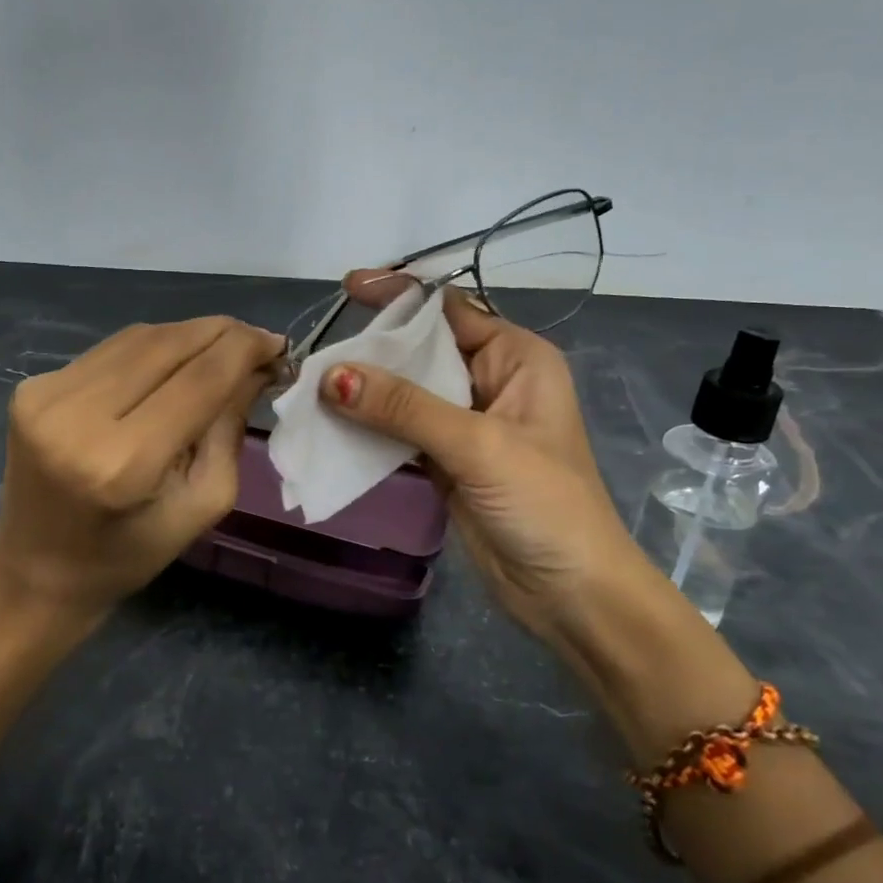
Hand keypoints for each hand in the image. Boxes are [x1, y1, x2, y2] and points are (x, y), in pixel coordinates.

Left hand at [0, 316, 281, 634]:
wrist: (36, 570)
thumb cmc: (128, 554)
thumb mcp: (201, 505)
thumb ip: (229, 431)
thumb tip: (255, 367)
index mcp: (123, 463)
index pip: (198, 380)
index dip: (244, 350)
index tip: (278, 344)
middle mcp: (77, 417)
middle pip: (168, 345)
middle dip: (222, 334)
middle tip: (257, 341)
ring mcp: (47, 395)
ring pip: (139, 338)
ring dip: (188, 335)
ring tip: (221, 348)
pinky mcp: (32, 386)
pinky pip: (110, 350)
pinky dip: (151, 348)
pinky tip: (173, 361)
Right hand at [325, 272, 655, 645]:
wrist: (571, 594)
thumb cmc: (544, 505)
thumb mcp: (477, 445)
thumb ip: (404, 407)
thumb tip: (332, 375)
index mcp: (517, 357)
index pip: (450, 310)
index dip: (399, 297)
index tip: (347, 288)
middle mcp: (491, 381)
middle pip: (422, 349)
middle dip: (373, 348)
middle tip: (317, 350)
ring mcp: (467, 423)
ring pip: (407, 392)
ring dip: (365, 389)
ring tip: (312, 385)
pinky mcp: (447, 460)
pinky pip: (401, 430)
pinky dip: (370, 427)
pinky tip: (332, 424)